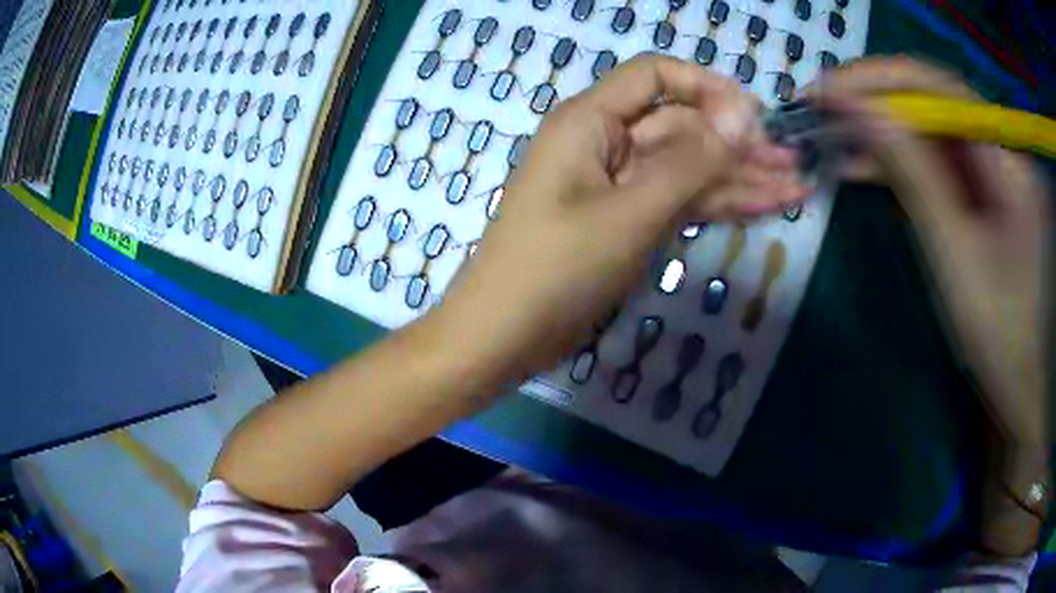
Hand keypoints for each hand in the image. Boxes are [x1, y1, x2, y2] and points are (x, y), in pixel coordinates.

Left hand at [434, 55, 808, 383]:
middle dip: (739, 145)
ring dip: (740, 179)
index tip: (756, 118)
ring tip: (796, 189)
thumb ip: (691, 161)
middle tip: (795, 165)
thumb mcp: (630, 211)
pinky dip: (719, 205)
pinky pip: (680, 201)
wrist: (505, 336)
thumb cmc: (556, 269)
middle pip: (682, 127)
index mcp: (591, 121)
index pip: (655, 77)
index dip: (708, 88)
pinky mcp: (628, 222)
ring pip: (688, 169)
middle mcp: (606, 143)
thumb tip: (743, 115)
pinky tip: (763, 208)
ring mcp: (619, 186)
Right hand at [810, 56, 1049, 556]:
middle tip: (822, 109)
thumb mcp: (955, 253)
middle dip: (874, 99)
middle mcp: (994, 145)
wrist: (1024, 376)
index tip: (826, 89)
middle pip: (929, 99)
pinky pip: (934, 159)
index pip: (934, 84)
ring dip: (881, 129)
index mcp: (1001, 154)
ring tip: (833, 137)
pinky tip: (865, 166)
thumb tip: (860, 113)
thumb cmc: (1000, 329)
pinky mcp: (978, 190)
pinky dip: (898, 159)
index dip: (877, 78)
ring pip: (927, 128)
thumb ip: (913, 175)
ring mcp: (987, 168)